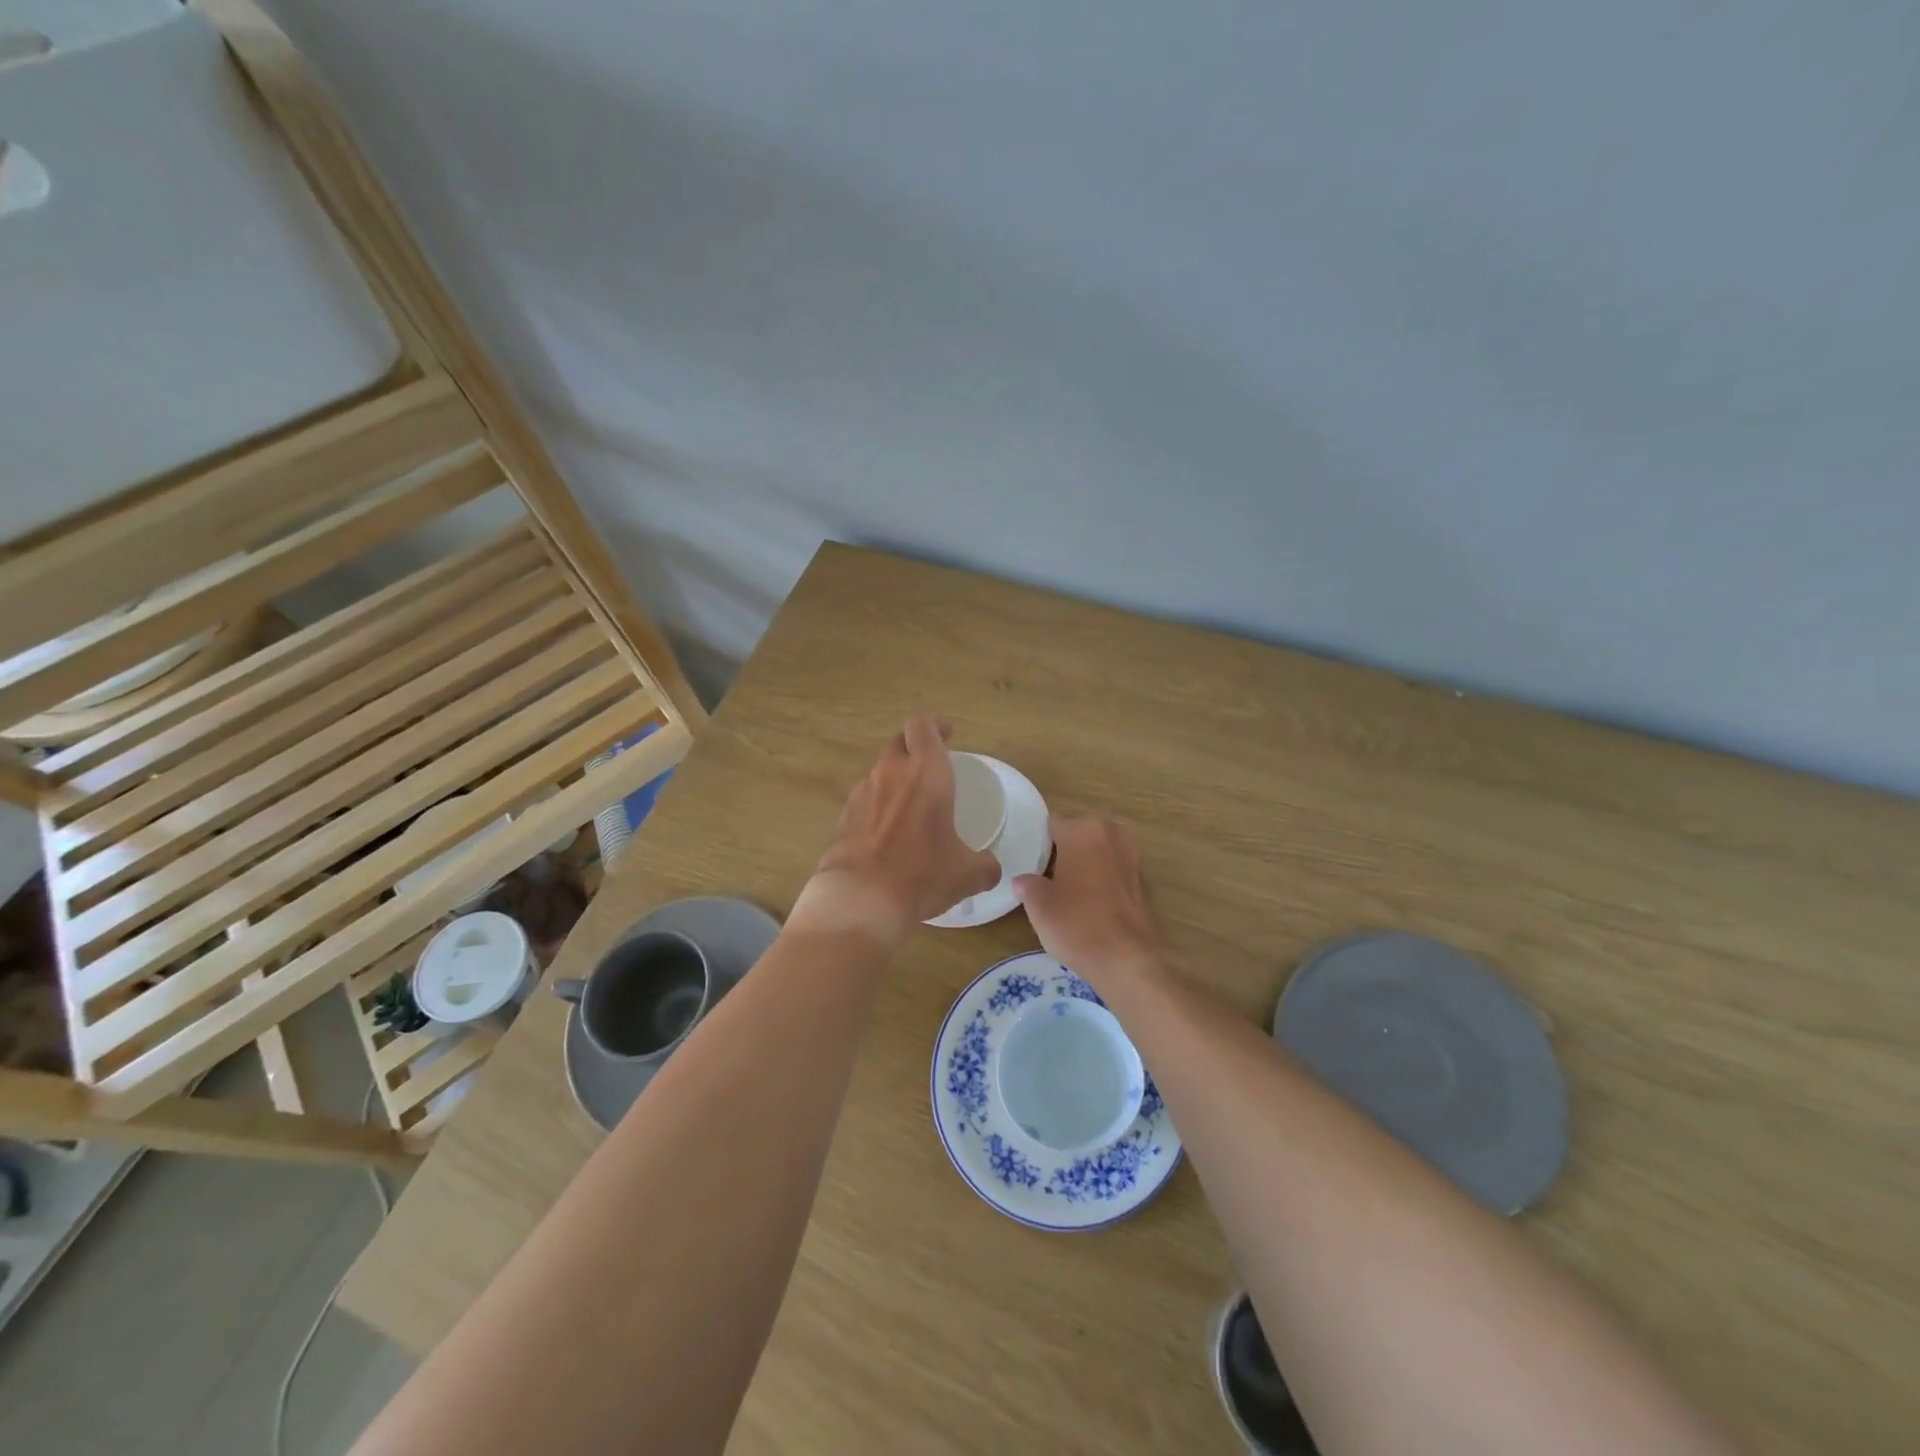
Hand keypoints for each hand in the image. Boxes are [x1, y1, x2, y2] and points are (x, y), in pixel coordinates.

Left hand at [794, 715, 1001, 943]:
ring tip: (910, 807)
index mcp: (926, 773)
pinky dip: (877, 807)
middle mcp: (891, 773)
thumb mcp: (967, 874)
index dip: (935, 725)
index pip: (923, 725)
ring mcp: (862, 793)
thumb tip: (990, 867)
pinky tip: (887, 834)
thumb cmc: (922, 874)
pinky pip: (865, 801)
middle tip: (930, 768)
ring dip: (895, 780)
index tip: (946, 735)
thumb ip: (985, 864)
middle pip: (899, 742)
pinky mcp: (843, 817)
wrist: (861, 899)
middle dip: (915, 748)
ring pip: (880, 772)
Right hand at [1014, 816, 1168, 989]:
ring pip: (1099, 850)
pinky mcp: (1144, 879)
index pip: (1052, 824)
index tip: (1030, 862)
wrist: (1129, 961)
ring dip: (1086, 862)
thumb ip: (1028, 885)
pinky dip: (1103, 878)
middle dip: (1065, 849)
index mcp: (1082, 830)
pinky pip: (1115, 869)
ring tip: (1068, 889)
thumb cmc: (1078, 925)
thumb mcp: (1039, 907)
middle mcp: (1110, 833)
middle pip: (1079, 832)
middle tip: (1047, 875)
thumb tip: (1025, 881)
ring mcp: (1132, 855)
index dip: (1038, 842)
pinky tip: (1092, 902)